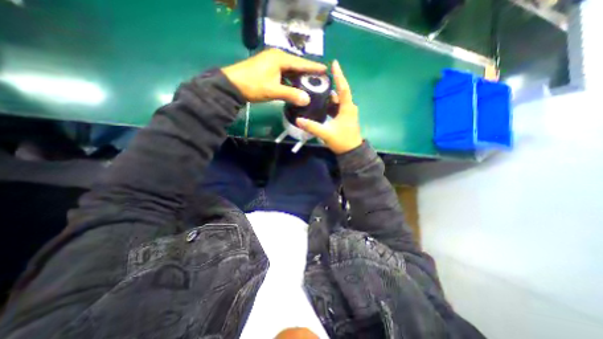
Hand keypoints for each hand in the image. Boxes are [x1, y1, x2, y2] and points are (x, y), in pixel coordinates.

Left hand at [221, 50, 324, 106]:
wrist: (232, 85)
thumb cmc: (253, 85)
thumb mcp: (273, 90)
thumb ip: (291, 94)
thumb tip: (307, 100)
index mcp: (280, 58)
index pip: (301, 63)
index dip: (314, 67)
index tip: (326, 69)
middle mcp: (277, 57)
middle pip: (297, 65)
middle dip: (308, 72)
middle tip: (319, 79)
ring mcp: (272, 63)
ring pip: (290, 70)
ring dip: (299, 77)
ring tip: (310, 84)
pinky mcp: (268, 69)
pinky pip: (284, 74)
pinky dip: (291, 80)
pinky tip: (295, 86)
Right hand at [295, 60, 359, 153]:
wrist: (351, 152)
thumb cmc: (342, 141)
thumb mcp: (326, 133)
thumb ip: (312, 126)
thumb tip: (298, 120)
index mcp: (347, 108)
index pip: (343, 88)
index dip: (339, 75)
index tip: (334, 63)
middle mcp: (349, 108)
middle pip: (339, 93)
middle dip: (330, 86)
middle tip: (318, 80)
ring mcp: (347, 113)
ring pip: (337, 101)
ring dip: (328, 97)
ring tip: (316, 91)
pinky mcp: (344, 118)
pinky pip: (336, 108)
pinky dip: (329, 105)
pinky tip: (320, 105)